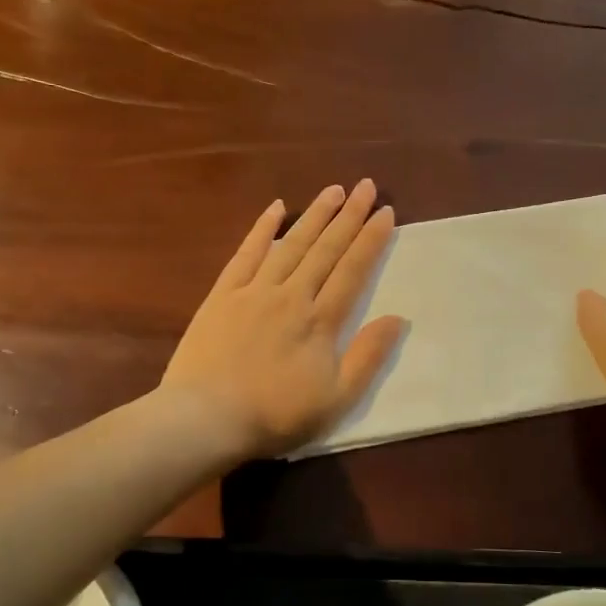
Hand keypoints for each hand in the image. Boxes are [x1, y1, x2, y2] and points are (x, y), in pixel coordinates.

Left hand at [161, 180, 404, 459]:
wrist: (206, 419)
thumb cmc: (276, 415)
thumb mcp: (336, 399)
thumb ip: (368, 356)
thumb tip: (398, 318)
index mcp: (320, 321)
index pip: (352, 270)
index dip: (371, 240)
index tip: (386, 212)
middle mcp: (291, 295)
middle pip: (326, 249)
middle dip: (349, 216)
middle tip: (367, 186)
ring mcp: (254, 291)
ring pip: (291, 244)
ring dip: (314, 215)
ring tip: (333, 190)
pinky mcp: (223, 295)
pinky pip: (246, 254)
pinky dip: (262, 229)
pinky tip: (275, 209)